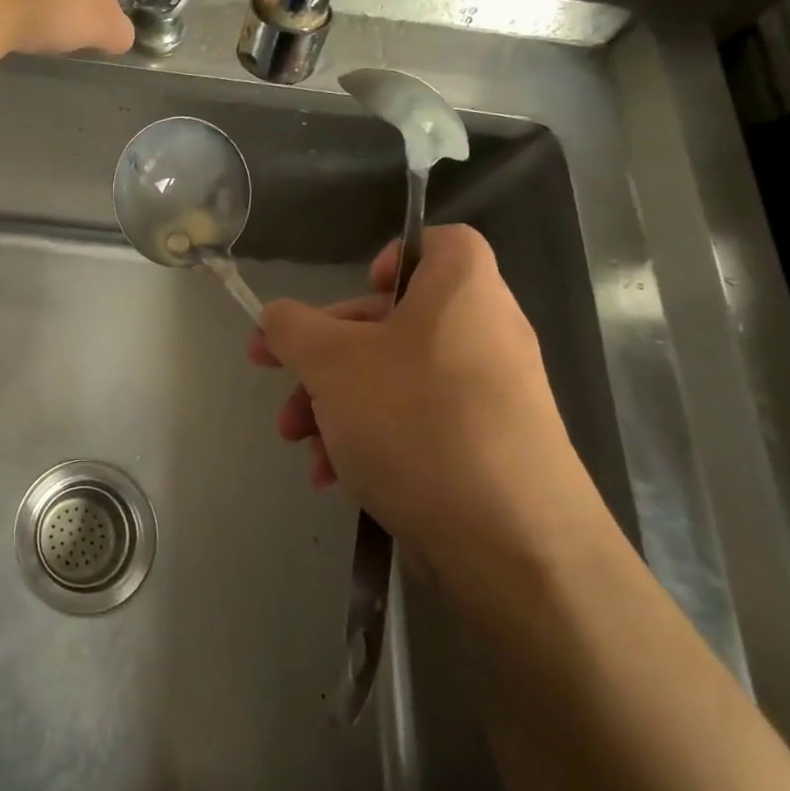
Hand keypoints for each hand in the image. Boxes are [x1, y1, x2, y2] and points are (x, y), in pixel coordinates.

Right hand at [247, 225, 608, 587]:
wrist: (514, 546)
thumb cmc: (416, 421)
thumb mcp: (331, 363)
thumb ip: (292, 329)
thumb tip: (276, 318)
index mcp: (462, 292)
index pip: (441, 243)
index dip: (393, 256)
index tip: (352, 292)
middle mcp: (485, 336)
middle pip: (395, 322)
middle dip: (326, 355)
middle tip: (280, 380)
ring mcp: (491, 399)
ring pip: (397, 380)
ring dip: (337, 405)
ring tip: (300, 444)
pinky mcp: (488, 452)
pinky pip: (419, 426)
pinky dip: (373, 440)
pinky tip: (335, 479)